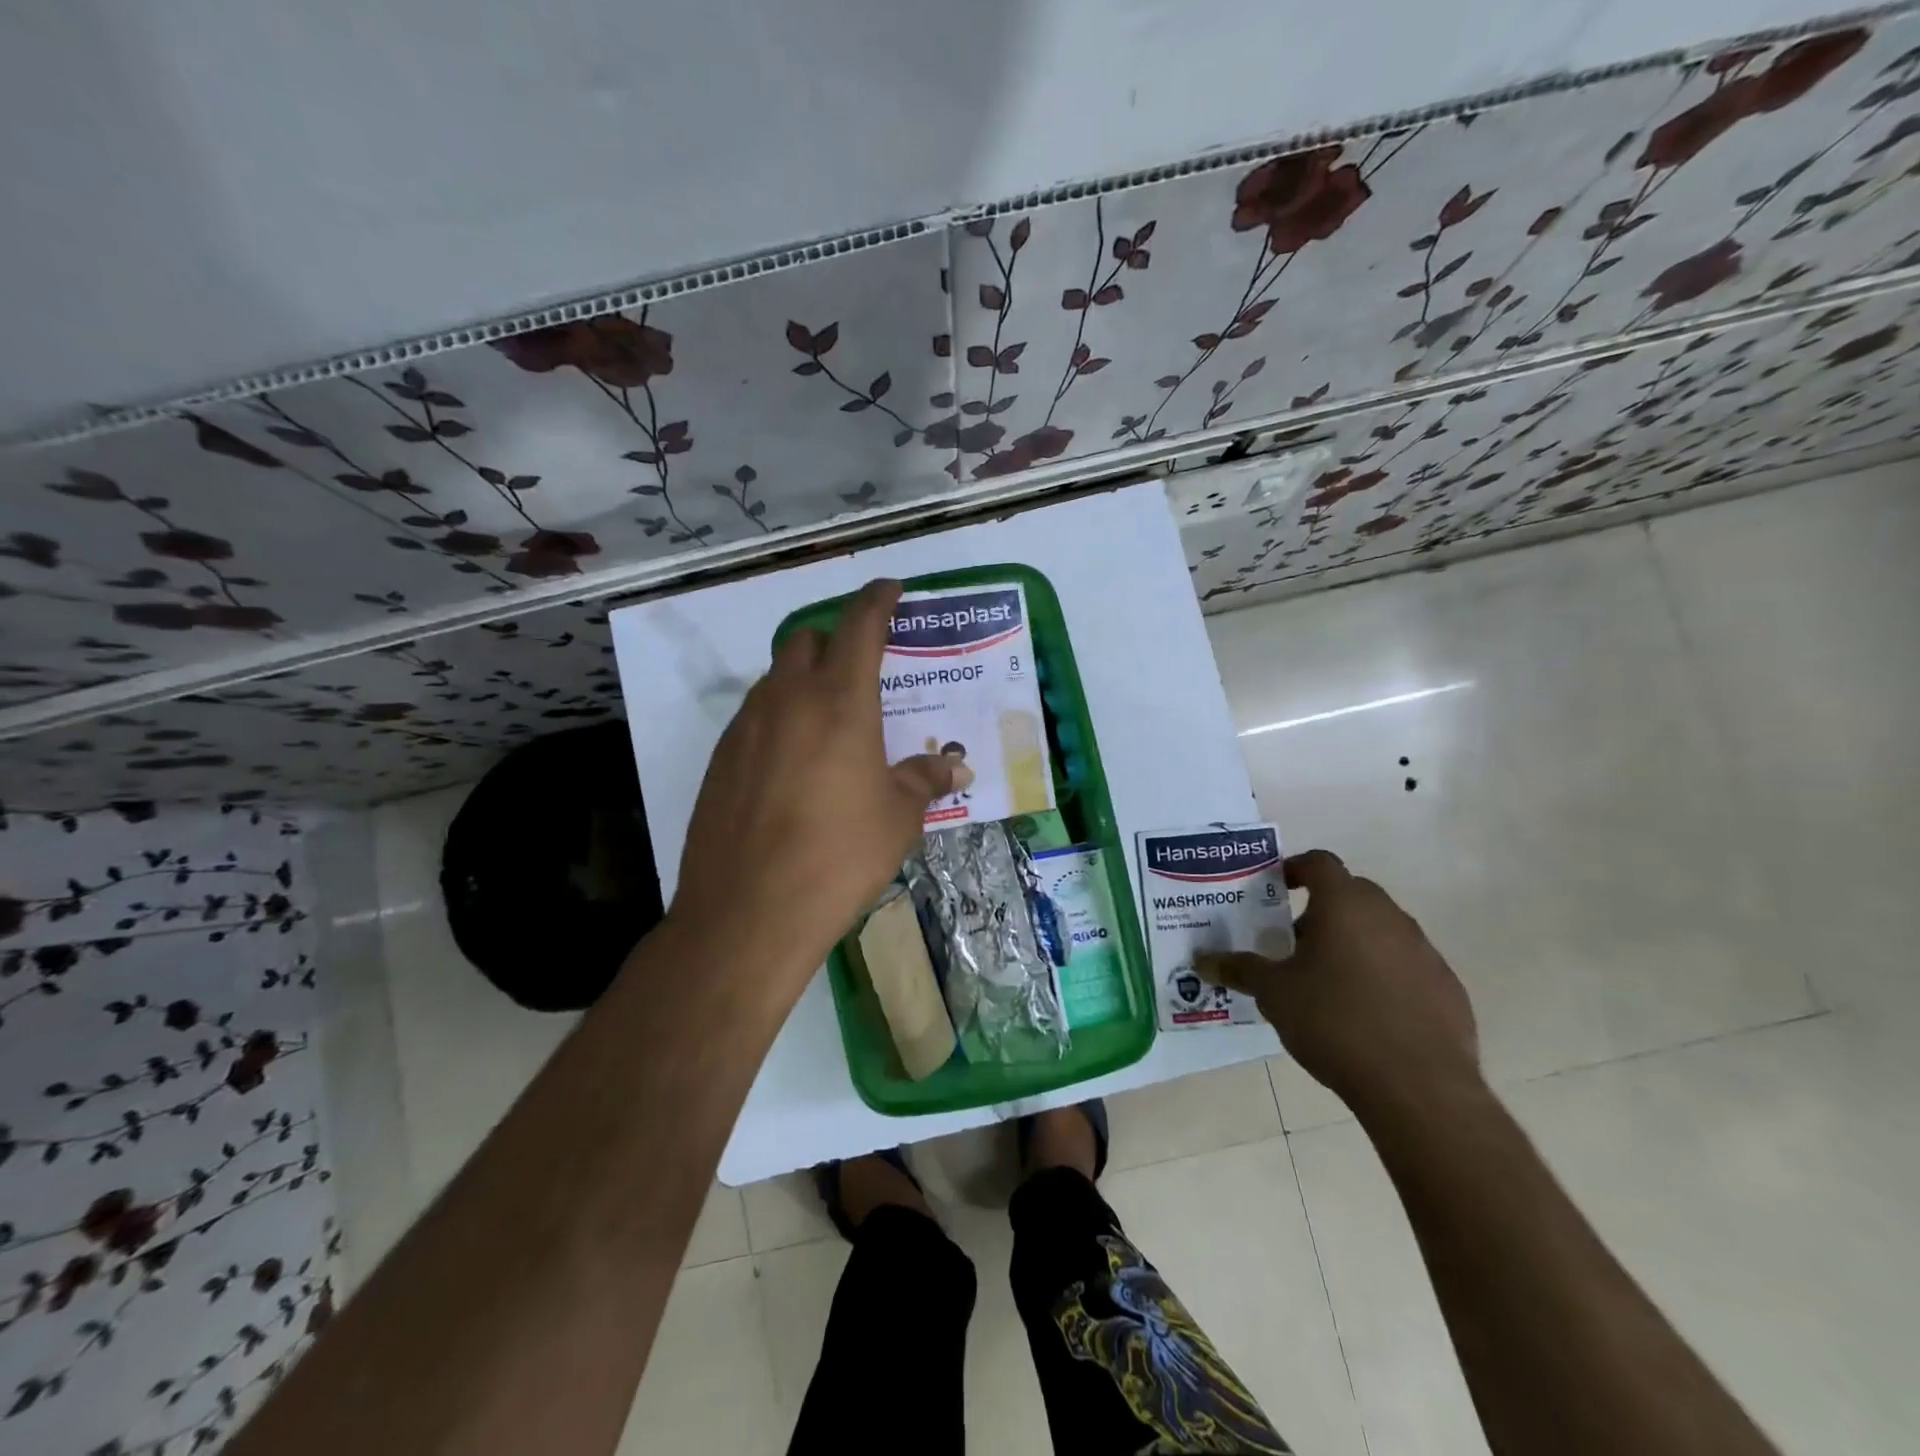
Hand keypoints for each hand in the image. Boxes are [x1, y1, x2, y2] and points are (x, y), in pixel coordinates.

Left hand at [669, 579, 970, 1005]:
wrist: (749, 912)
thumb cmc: (839, 856)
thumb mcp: (898, 818)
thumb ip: (924, 780)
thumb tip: (955, 768)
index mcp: (839, 702)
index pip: (859, 626)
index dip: (877, 600)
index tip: (890, 590)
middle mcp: (787, 700)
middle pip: (806, 640)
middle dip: (835, 641)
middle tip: (862, 672)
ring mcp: (745, 728)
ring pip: (775, 679)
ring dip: (803, 681)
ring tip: (830, 723)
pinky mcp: (720, 760)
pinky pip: (754, 718)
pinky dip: (778, 719)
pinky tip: (793, 764)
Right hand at [1195, 850, 1479, 1121]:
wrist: (1418, 1087)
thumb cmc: (1334, 1021)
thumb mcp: (1274, 994)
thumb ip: (1239, 970)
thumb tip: (1202, 961)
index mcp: (1345, 905)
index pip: (1319, 862)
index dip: (1294, 868)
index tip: (1275, 889)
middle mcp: (1389, 916)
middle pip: (1351, 895)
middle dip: (1321, 911)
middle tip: (1293, 944)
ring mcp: (1424, 951)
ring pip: (1381, 931)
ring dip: (1353, 943)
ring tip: (1327, 983)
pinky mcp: (1448, 988)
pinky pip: (1407, 966)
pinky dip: (1384, 975)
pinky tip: (1367, 1014)